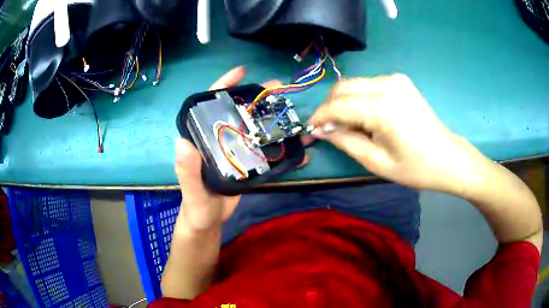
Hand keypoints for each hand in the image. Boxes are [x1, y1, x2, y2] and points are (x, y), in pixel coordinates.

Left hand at [175, 67, 298, 232]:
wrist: (208, 222)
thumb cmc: (196, 206)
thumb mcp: (191, 191)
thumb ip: (186, 170)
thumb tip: (181, 142)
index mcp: (202, 139)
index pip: (209, 106)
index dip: (223, 85)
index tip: (242, 71)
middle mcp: (219, 139)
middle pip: (238, 112)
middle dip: (257, 97)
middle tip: (278, 87)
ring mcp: (234, 150)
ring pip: (253, 128)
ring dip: (272, 119)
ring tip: (292, 112)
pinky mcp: (247, 163)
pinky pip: (264, 150)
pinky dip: (281, 148)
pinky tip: (299, 148)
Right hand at [310, 74, 487, 193]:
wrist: (447, 157)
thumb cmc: (415, 167)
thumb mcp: (376, 162)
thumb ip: (345, 141)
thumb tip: (323, 130)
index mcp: (383, 107)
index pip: (338, 105)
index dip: (320, 117)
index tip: (310, 130)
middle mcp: (387, 84)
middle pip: (343, 87)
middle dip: (329, 107)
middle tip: (325, 128)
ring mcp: (395, 79)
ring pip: (354, 84)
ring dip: (343, 102)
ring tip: (345, 125)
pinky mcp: (400, 81)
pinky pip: (368, 85)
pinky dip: (358, 98)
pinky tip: (363, 116)